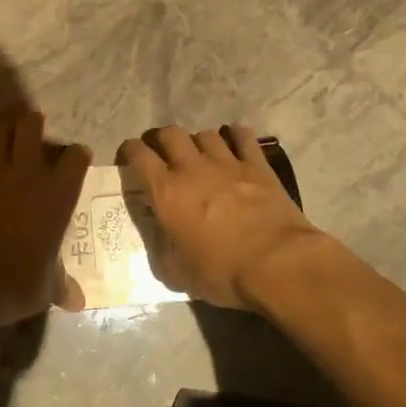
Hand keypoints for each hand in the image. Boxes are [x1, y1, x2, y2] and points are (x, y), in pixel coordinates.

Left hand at [0, 112, 89, 331]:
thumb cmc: (20, 283)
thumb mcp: (48, 287)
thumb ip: (62, 286)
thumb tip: (79, 303)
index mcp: (58, 195)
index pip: (75, 158)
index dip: (77, 154)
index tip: (77, 156)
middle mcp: (28, 174)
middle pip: (31, 128)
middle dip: (33, 123)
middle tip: (34, 127)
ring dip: (1, 130)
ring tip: (3, 134)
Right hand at [117, 126, 322, 309]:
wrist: (277, 264)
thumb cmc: (222, 272)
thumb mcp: (178, 273)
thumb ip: (163, 251)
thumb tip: (162, 241)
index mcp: (166, 192)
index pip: (139, 155)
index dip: (129, 150)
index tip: (129, 156)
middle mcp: (192, 168)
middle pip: (170, 134)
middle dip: (161, 140)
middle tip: (162, 154)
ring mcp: (227, 163)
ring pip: (205, 133)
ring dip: (198, 141)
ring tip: (200, 154)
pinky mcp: (257, 165)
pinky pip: (243, 136)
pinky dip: (235, 136)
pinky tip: (235, 143)